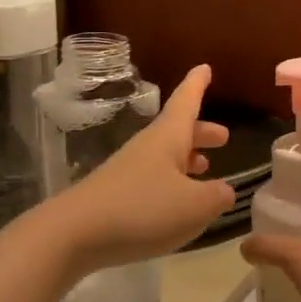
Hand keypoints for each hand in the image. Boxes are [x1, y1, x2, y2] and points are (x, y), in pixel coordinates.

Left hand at [46, 65, 234, 271]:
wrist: (75, 234)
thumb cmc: (142, 209)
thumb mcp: (195, 206)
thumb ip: (217, 196)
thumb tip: (225, 191)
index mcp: (167, 138)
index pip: (186, 101)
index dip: (197, 85)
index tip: (205, 67)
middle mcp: (147, 148)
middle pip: (177, 131)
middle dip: (200, 131)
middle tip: (222, 137)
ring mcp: (128, 172)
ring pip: (165, 156)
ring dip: (187, 158)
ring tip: (206, 167)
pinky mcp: (117, 196)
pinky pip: (152, 180)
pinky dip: (172, 183)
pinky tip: (178, 203)